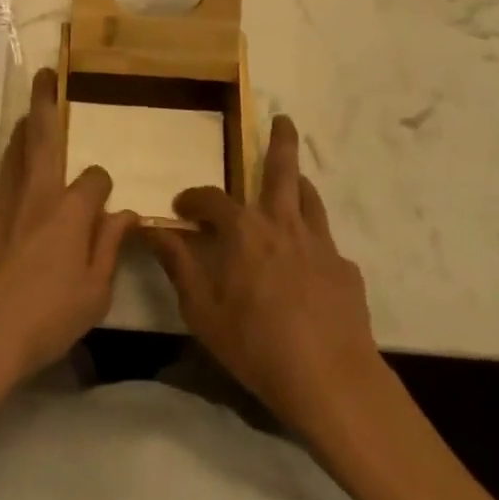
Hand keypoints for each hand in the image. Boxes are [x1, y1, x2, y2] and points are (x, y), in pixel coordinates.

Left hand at [0, 69, 136, 392]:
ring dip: (22, 129)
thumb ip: (109, 248)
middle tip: (45, 75)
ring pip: (13, 152)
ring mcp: (1, 201)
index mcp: (70, 210)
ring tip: (27, 113)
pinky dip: (9, 188)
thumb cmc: (43, 318)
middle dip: (45, 101)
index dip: (102, 185)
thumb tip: (126, 214)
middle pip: (42, 135)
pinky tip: (11, 211)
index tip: (104, 199)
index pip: (96, 178)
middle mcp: (36, 192)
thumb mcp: (93, 295)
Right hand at [145, 114, 382, 434]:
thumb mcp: (203, 311)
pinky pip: (328, 244)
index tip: (181, 206)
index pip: (211, 198)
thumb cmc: (257, 344)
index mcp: (243, 229)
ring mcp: (320, 244)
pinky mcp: (346, 271)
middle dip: (281, 141)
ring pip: (310, 199)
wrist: (333, 381)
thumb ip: (179, 266)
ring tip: (296, 179)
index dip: (193, 198)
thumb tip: (152, 231)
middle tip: (283, 118)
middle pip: (282, 170)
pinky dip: (316, 242)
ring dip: (300, 183)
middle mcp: (282, 223)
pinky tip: (314, 262)